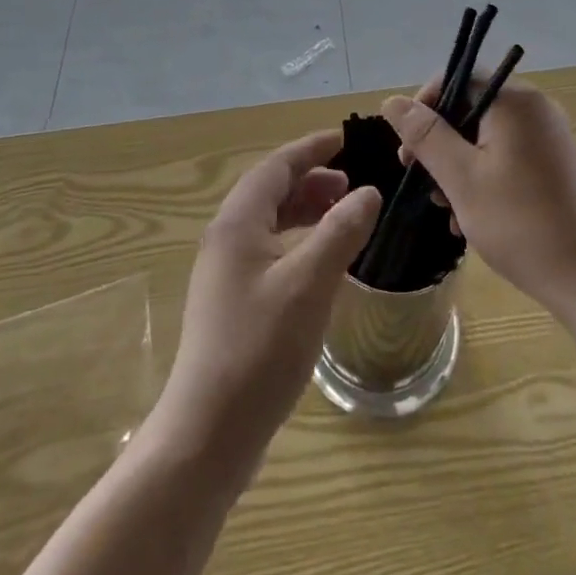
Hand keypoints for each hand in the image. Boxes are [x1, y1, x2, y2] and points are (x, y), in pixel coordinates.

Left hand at [155, 130, 380, 465]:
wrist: (207, 436)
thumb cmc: (259, 350)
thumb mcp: (309, 284)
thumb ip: (340, 231)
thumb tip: (368, 192)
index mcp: (238, 223)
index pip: (277, 165)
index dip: (313, 148)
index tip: (348, 138)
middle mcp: (227, 239)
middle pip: (272, 190)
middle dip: (313, 179)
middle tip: (354, 184)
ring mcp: (226, 274)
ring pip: (271, 223)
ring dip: (307, 211)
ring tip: (344, 216)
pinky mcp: (233, 304)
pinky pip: (270, 252)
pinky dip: (300, 243)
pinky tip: (323, 264)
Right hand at [381, 82, 575, 313]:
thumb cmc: (519, 223)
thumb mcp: (461, 178)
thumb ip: (425, 135)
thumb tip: (392, 101)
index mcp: (515, 101)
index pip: (459, 78)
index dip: (426, 104)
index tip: (407, 145)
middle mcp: (537, 108)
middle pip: (472, 107)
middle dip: (440, 141)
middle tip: (418, 178)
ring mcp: (550, 137)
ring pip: (488, 135)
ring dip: (458, 164)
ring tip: (443, 206)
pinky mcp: (556, 164)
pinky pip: (509, 154)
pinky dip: (484, 175)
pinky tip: (470, 216)